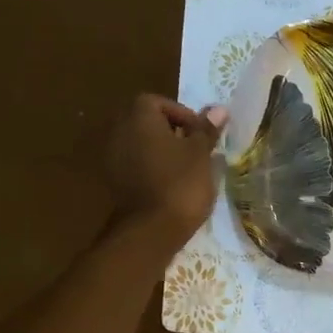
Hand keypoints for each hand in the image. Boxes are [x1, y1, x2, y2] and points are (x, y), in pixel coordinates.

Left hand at [103, 94, 229, 249]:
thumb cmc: (180, 184)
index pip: (159, 102)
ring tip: (187, 170)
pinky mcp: (115, 182)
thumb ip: (206, 130)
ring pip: (142, 145)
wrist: (151, 230)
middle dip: (172, 133)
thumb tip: (218, 109)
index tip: (200, 134)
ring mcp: (113, 158)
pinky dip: (152, 169)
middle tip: (196, 150)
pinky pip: (136, 165)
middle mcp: (120, 132)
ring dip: (162, 152)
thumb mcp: (200, 154)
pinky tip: (171, 185)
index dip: (182, 114)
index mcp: (139, 117)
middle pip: (147, 122)